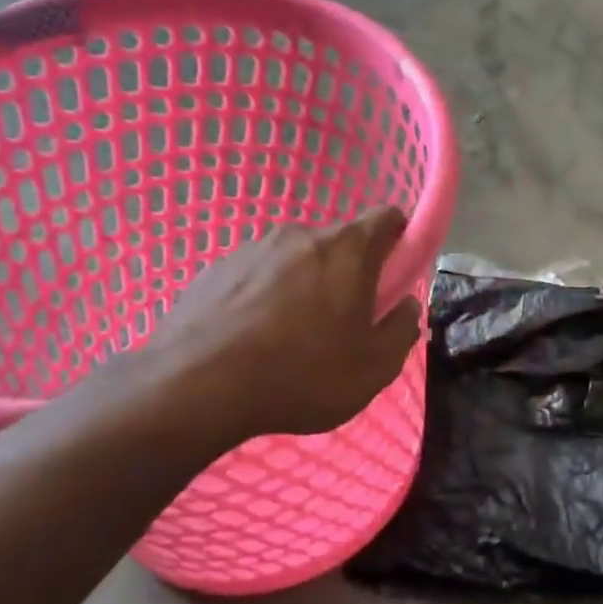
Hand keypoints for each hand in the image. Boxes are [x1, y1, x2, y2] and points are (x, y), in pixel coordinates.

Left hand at [137, 208, 421, 447]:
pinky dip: (264, 299)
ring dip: (304, 288)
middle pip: (339, 244)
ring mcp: (252, 249)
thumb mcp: (375, 367)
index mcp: (347, 250)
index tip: (395, 276)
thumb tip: (406, 306)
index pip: (387, 217)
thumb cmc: (303, 374)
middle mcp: (300, 235)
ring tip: (291, 341)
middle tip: (343, 325)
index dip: (399, 240)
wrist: (197, 386)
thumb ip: (402, 329)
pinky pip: (256, 278)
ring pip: (295, 261)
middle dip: (348, 275)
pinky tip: (254, 342)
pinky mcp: (215, 269)